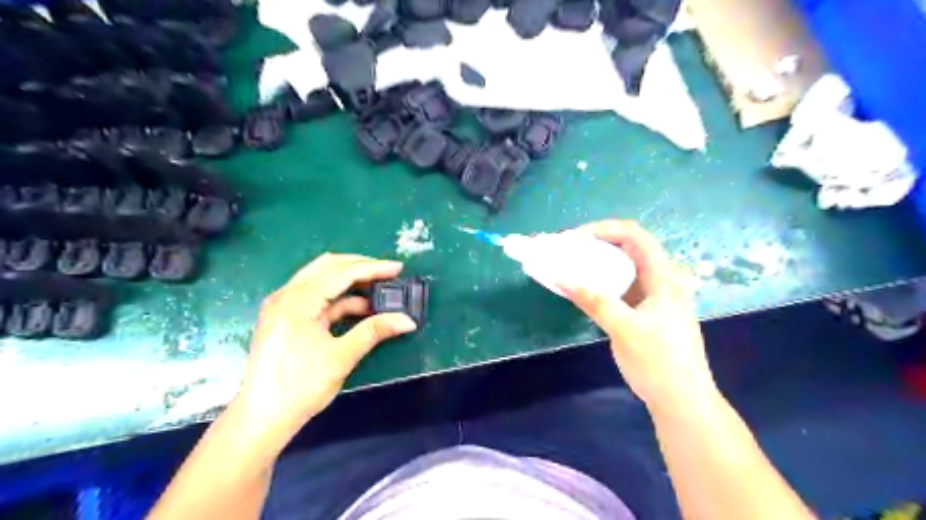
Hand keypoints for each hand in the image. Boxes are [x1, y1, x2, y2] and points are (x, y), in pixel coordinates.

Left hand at [233, 255, 418, 439]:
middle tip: (388, 273)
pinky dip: (340, 298)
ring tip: (379, 288)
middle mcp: (286, 295)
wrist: (262, 419)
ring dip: (351, 281)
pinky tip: (361, 307)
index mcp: (297, 302)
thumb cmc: (300, 387)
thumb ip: (374, 332)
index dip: (372, 268)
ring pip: (321, 279)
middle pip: (328, 267)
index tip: (398, 268)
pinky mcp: (286, 318)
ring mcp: (283, 305)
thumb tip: (408, 320)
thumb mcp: (341, 358)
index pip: (340, 273)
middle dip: (360, 267)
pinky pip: (317, 297)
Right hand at [557, 222, 714, 415]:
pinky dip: (598, 283)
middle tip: (564, 250)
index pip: (635, 235)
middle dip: (594, 244)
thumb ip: (594, 300)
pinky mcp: (642, 310)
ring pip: (621, 268)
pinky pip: (618, 287)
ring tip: (567, 264)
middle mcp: (659, 279)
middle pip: (626, 248)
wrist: (682, 402)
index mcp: (664, 277)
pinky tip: (580, 288)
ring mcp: (651, 296)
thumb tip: (560, 276)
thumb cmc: (659, 363)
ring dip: (594, 263)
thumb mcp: (624, 329)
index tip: (573, 239)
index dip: (603, 229)